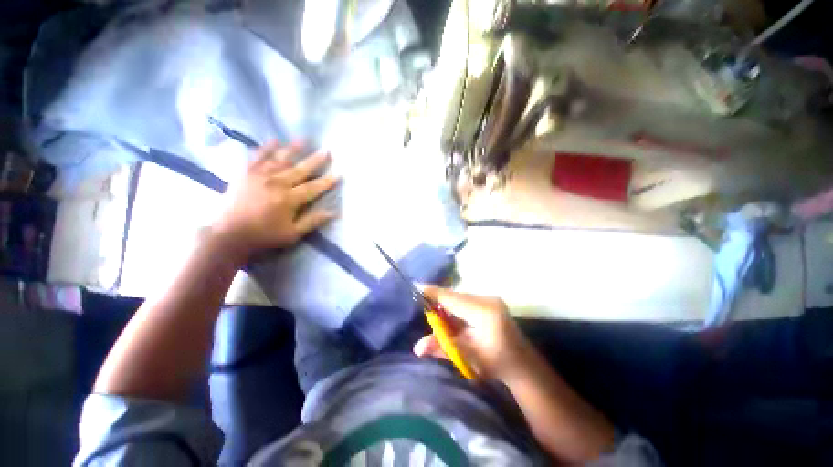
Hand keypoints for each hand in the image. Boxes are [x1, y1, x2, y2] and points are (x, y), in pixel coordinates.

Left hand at [210, 140, 338, 258]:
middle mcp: (276, 183)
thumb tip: (334, 212)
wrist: (228, 235)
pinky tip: (275, 140)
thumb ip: (313, 221)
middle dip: (316, 160)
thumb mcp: (292, 234)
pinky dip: (267, 148)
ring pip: (280, 159)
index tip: (339, 173)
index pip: (313, 188)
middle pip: (300, 169)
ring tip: (304, 140)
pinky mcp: (245, 173)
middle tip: (327, 150)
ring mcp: (259, 176)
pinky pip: (258, 156)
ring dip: (294, 149)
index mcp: (288, 199)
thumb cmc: (264, 236)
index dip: (327, 181)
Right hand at [414, 287, 531, 380]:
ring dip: (447, 303)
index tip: (416, 288)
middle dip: (438, 299)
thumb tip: (417, 348)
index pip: (452, 299)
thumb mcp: (467, 357)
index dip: (434, 293)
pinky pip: (467, 299)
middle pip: (455, 295)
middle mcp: (488, 300)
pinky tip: (450, 313)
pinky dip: (455, 305)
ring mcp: (491, 298)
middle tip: (422, 304)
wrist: (523, 365)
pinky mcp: (491, 301)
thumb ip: (442, 347)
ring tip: (434, 310)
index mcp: (484, 313)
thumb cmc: (495, 364)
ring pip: (460, 297)